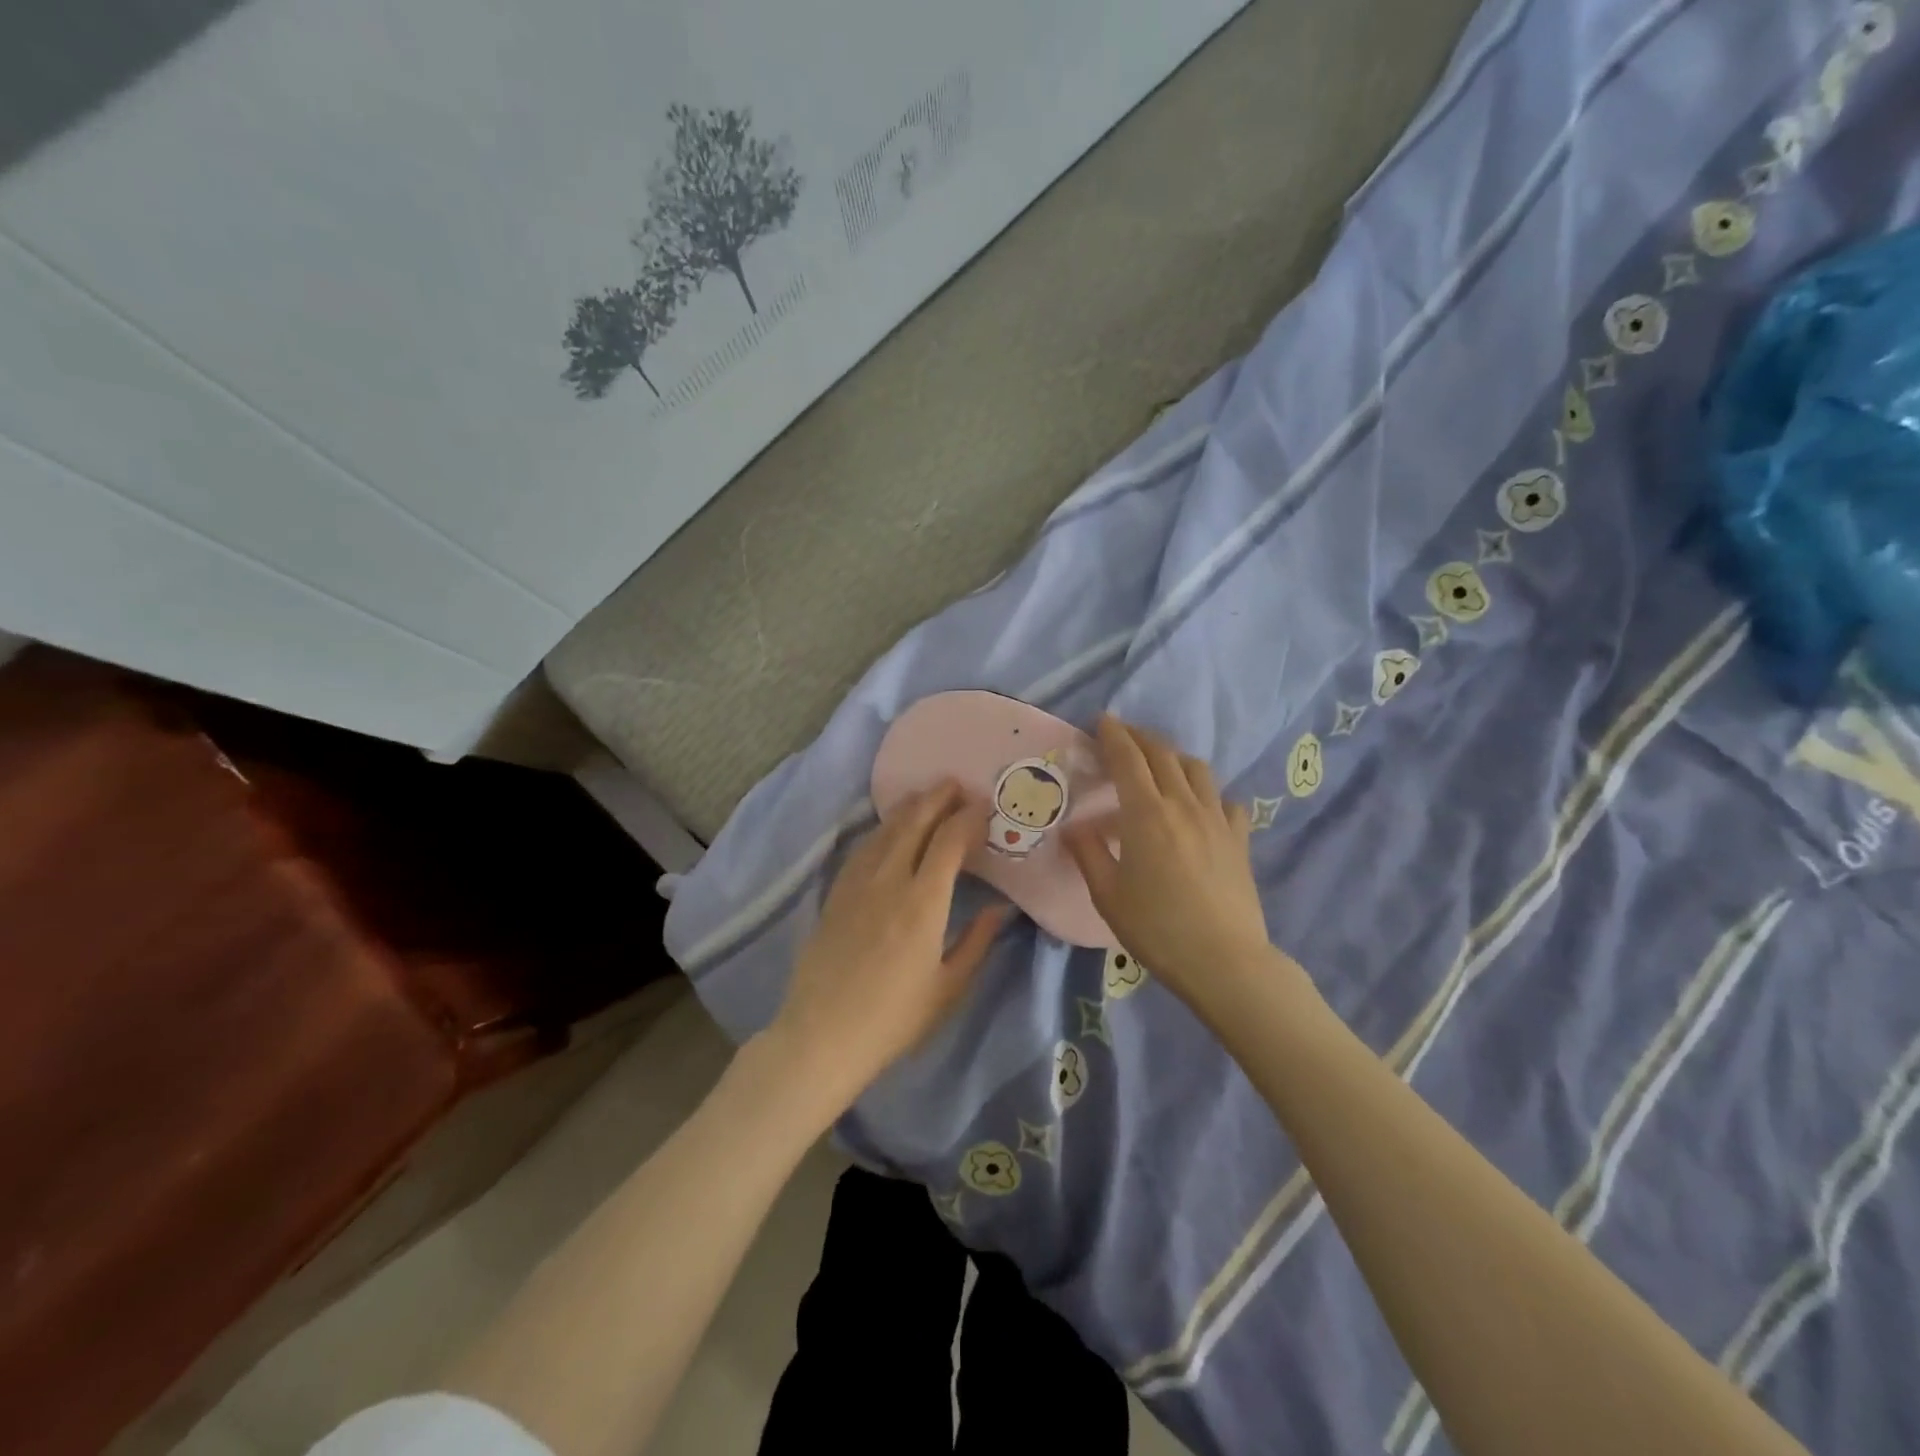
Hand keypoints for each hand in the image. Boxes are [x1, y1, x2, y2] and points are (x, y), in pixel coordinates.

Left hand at [765, 783, 1006, 1123]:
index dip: (968, 818)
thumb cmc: (894, 1019)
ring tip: (926, 796)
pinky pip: (862, 849)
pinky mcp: (835, 894)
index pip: (949, 842)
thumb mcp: (948, 987)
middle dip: (937, 798)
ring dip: (909, 808)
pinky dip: (882, 830)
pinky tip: (888, 829)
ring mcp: (857, 884)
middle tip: (956, 785)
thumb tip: (1001, 909)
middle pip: (914, 823)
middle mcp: (889, 881)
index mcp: (923, 903)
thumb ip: (977, 942)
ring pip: (885, 831)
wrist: (823, 1035)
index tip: (983, 807)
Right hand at [1066, 716, 1275, 1014]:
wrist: (1224, 960)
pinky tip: (1200, 805)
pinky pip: (1225, 800)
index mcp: (1146, 814)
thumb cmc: (1156, 929)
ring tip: (1159, 762)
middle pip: (1162, 754)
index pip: (1127, 759)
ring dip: (1173, 756)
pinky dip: (1208, 792)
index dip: (1113, 735)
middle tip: (1122, 734)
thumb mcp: (1107, 895)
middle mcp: (1183, 804)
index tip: (1102, 720)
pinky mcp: (1239, 838)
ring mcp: (1216, 819)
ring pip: (1196, 769)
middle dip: (1139, 737)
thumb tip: (1073, 827)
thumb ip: (1088, 854)